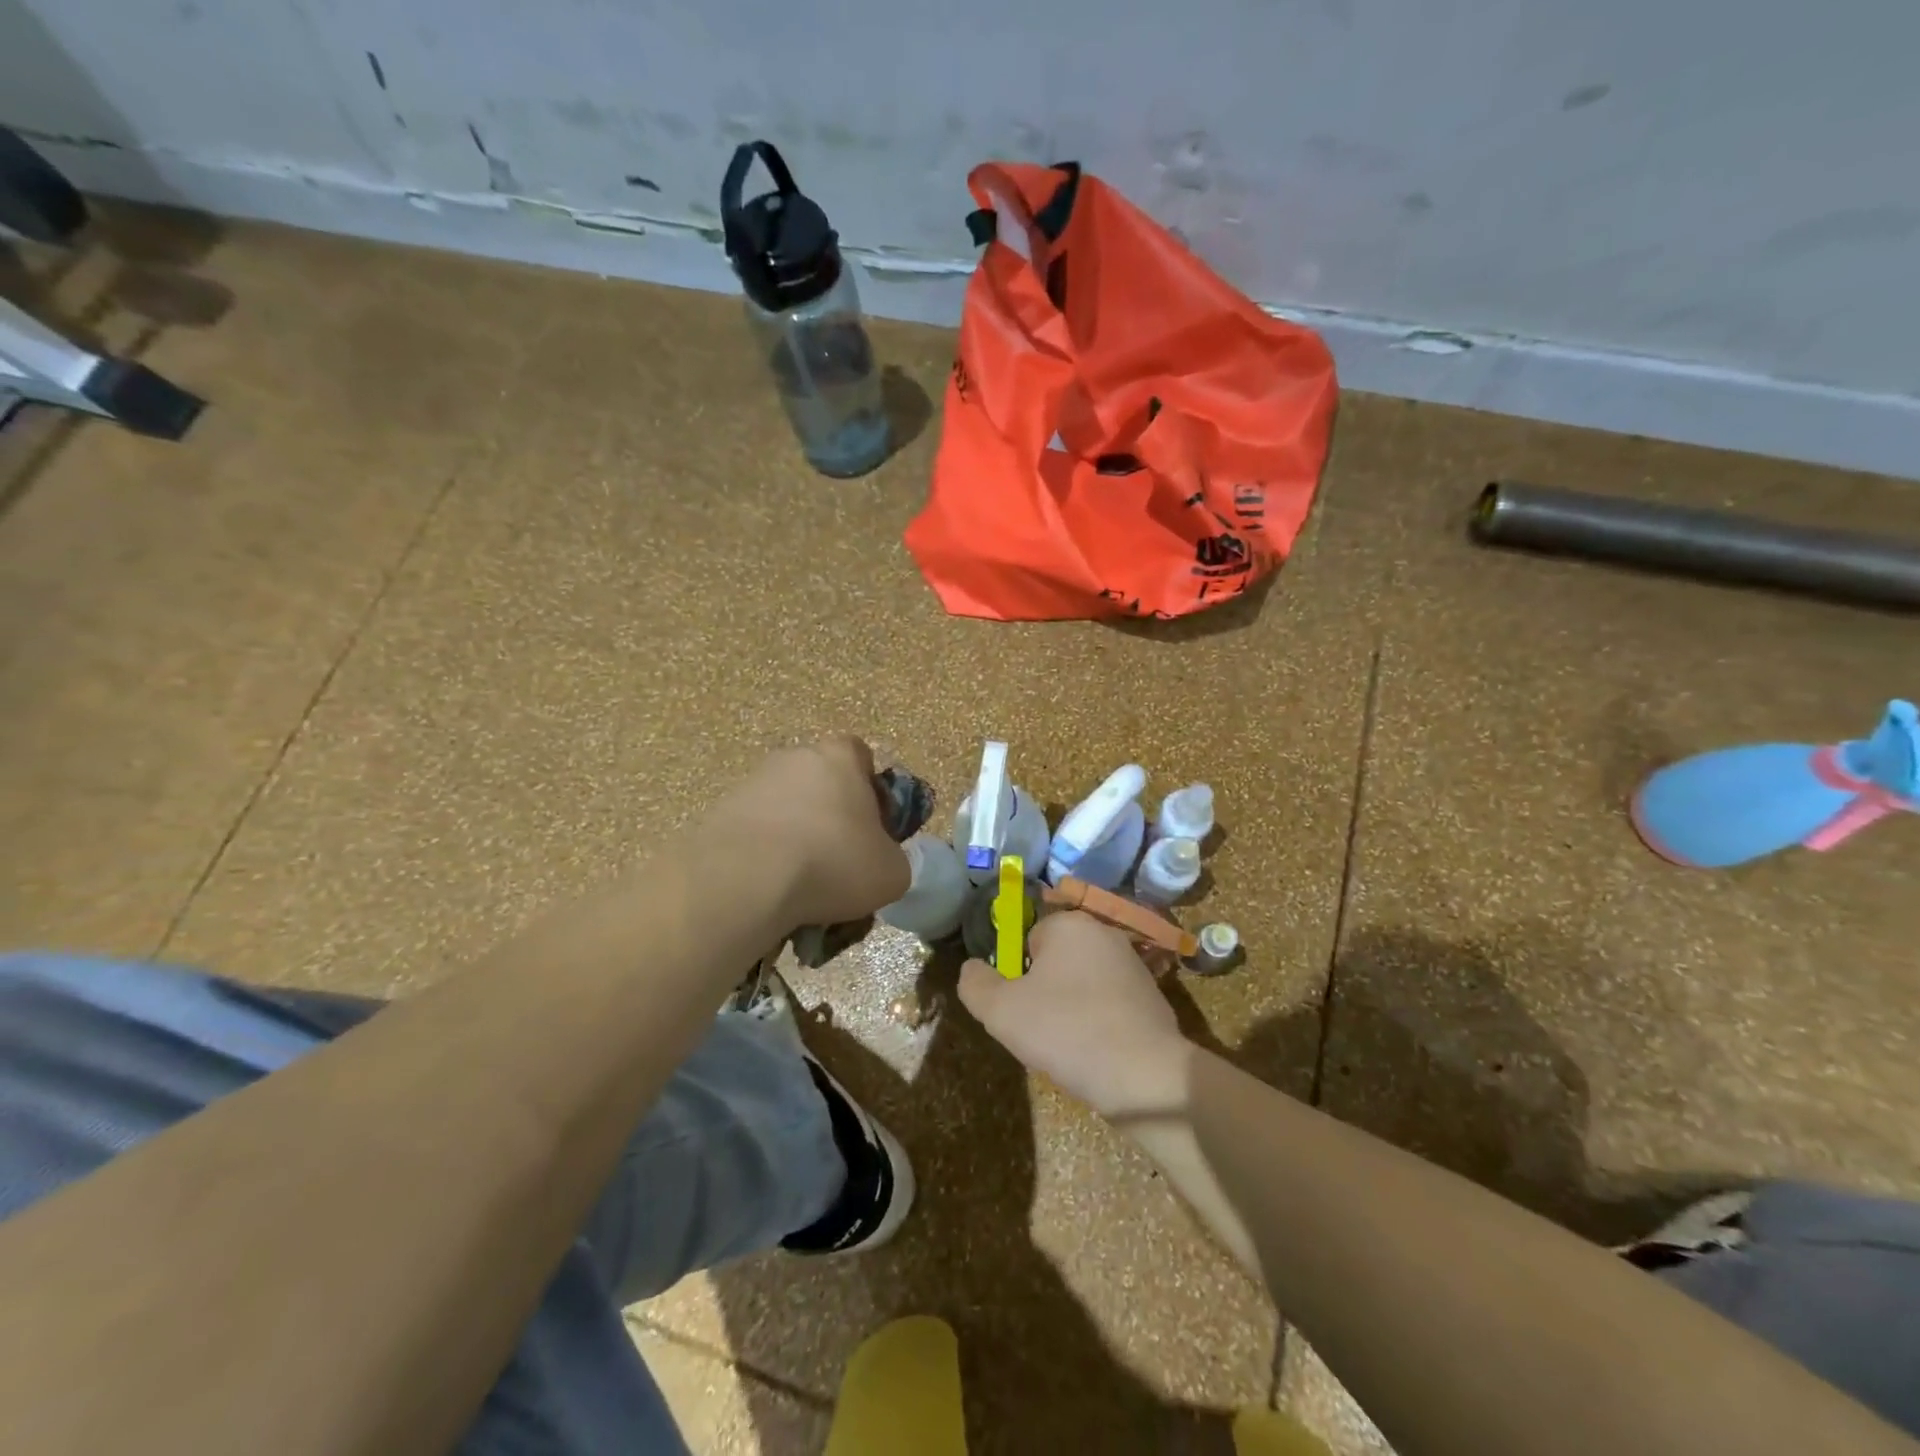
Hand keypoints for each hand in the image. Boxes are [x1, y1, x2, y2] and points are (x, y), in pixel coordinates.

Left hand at [700, 735, 911, 929]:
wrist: (746, 881)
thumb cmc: (834, 863)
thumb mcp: (892, 873)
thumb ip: (892, 858)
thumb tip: (878, 863)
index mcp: (840, 757)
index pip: (861, 756)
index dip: (870, 791)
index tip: (872, 829)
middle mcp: (794, 758)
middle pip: (821, 784)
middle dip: (830, 819)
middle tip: (839, 864)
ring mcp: (751, 783)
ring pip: (785, 811)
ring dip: (795, 841)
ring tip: (801, 890)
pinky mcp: (719, 814)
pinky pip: (754, 835)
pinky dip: (764, 859)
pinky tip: (770, 893)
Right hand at [958, 911, 1191, 1120]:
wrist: (1144, 1076)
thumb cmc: (1066, 1031)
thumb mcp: (1000, 1011)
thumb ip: (975, 984)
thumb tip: (971, 969)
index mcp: (1070, 924)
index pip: (1027, 939)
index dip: (1017, 975)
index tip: (1020, 1008)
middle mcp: (1105, 933)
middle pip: (1056, 960)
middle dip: (1044, 991)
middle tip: (1040, 1029)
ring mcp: (1134, 965)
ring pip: (1083, 983)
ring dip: (1071, 1009)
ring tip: (1069, 1046)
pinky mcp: (1153, 997)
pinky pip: (1109, 1005)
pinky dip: (1099, 1024)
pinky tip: (1097, 1053)